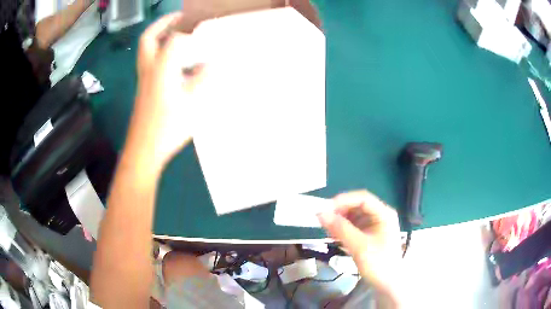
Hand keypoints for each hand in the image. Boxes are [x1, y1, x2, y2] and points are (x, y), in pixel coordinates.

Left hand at [126, 13, 203, 173]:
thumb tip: (215, 61)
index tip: (205, 33)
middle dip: (163, 23)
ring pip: (147, 50)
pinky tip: (177, 63)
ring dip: (161, 37)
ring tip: (180, 35)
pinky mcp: (144, 89)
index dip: (190, 33)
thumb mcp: (192, 102)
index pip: (173, 39)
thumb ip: (204, 78)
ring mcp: (144, 79)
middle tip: (180, 18)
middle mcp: (148, 69)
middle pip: (148, 38)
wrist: (144, 150)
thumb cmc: (167, 127)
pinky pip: (150, 62)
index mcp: (161, 68)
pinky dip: (161, 53)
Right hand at [318, 190, 402, 306]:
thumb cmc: (378, 264)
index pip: (363, 198)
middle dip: (340, 211)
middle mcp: (380, 216)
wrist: (388, 285)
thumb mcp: (359, 246)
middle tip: (323, 220)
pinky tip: (334, 236)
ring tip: (327, 230)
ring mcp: (375, 226)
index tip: (325, 208)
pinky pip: (354, 226)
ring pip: (354, 216)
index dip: (344, 200)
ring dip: (340, 221)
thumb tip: (321, 213)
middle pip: (358, 206)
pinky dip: (343, 229)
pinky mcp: (369, 235)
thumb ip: (341, 229)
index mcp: (384, 214)